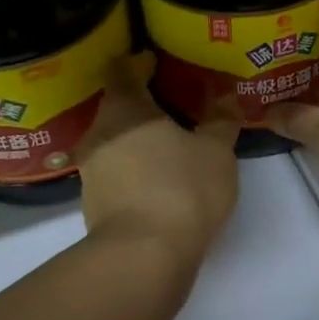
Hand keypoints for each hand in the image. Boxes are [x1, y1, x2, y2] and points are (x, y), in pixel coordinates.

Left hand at [77, 52, 240, 264]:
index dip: (138, 62)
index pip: (122, 70)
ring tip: (166, 140)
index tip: (156, 62)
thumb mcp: (215, 151)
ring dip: (136, 135)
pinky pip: (114, 168)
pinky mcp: (93, 201)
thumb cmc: (181, 189)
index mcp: (124, 108)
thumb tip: (226, 96)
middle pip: (116, 104)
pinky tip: (156, 174)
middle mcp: (99, 132)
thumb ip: (221, 119)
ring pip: (113, 138)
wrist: (142, 257)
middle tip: (171, 102)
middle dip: (141, 101)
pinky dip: (132, 163)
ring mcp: (92, 169)